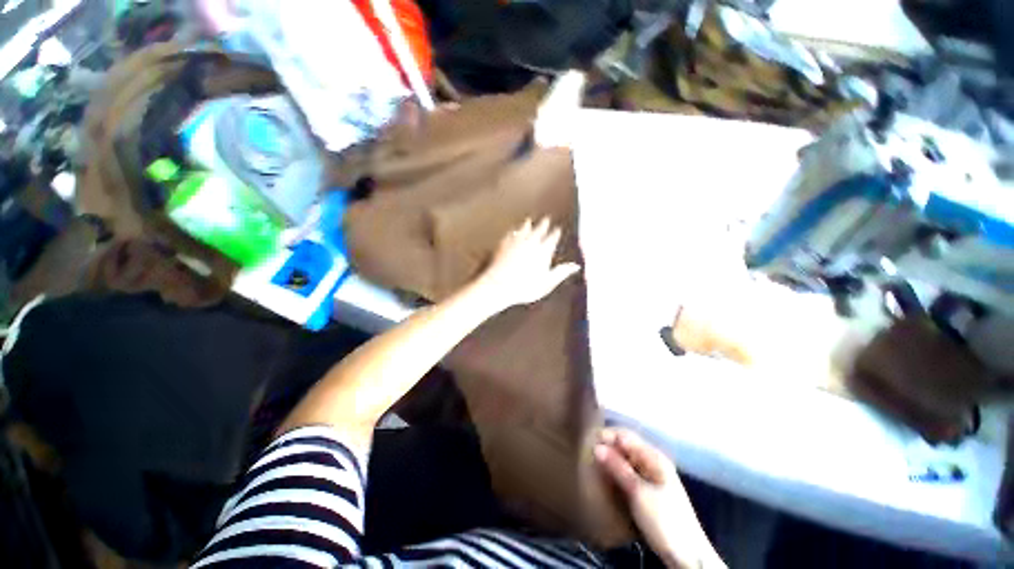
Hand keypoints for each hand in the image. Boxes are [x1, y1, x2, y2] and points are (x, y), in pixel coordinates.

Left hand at [476, 218, 580, 308]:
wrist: (500, 284)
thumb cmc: (526, 287)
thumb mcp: (548, 282)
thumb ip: (561, 272)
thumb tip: (576, 266)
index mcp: (543, 250)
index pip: (552, 238)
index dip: (555, 233)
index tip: (557, 229)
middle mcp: (531, 242)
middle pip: (539, 229)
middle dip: (544, 224)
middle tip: (546, 219)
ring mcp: (516, 241)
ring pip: (524, 228)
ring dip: (528, 224)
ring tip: (529, 220)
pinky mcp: (503, 243)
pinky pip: (510, 233)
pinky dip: (513, 230)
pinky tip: (512, 230)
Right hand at [595, 428, 724, 568]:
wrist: (688, 556)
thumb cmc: (664, 520)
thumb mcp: (638, 492)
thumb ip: (617, 468)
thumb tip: (596, 446)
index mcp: (654, 457)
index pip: (625, 436)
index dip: (607, 435)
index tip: (586, 441)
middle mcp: (652, 462)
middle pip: (625, 447)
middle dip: (607, 448)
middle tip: (586, 454)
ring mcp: (651, 478)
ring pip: (625, 461)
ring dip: (610, 462)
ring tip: (591, 465)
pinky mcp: (648, 492)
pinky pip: (628, 475)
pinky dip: (616, 474)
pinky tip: (605, 480)